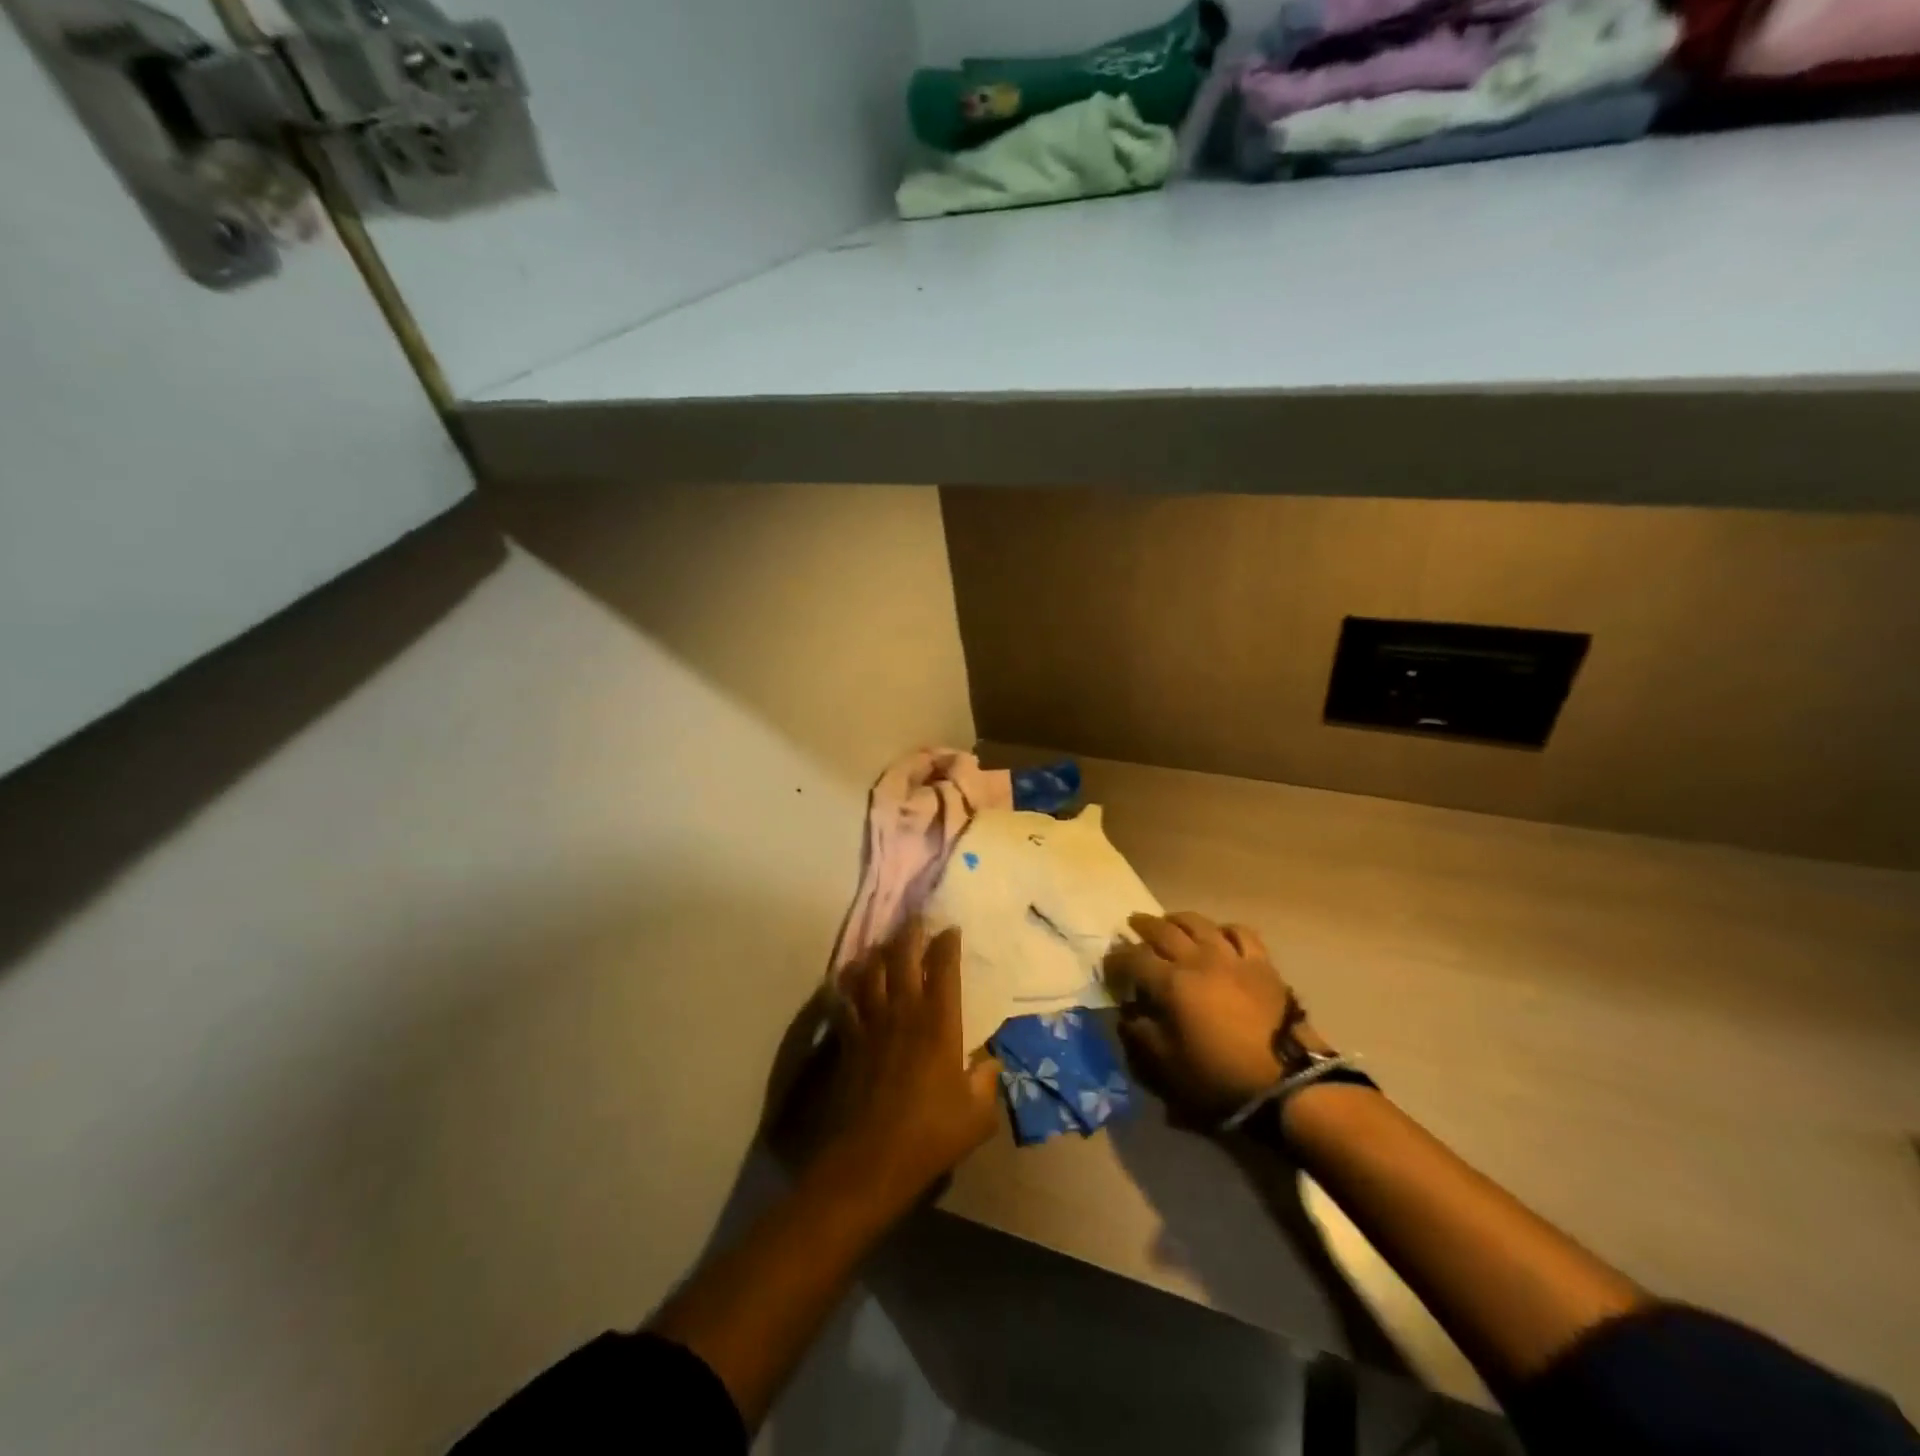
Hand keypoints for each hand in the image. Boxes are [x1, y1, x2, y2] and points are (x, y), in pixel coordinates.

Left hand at [811, 919, 1002, 1216]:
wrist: (870, 1161)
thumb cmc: (930, 1136)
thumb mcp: (977, 1117)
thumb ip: (987, 1083)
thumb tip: (990, 1063)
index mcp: (939, 1024)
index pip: (944, 969)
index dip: (947, 944)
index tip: (951, 928)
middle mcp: (904, 1013)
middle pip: (902, 958)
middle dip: (910, 933)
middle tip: (916, 918)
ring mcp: (871, 1024)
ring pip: (871, 972)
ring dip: (878, 952)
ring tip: (884, 942)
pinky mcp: (847, 1040)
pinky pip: (844, 1000)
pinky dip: (845, 983)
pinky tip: (847, 976)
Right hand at [1105, 911, 1324, 1126]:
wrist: (1287, 1082)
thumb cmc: (1219, 1077)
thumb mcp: (1166, 1066)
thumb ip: (1140, 1034)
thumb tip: (1127, 1013)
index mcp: (1171, 983)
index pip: (1134, 959)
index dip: (1116, 960)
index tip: (1108, 965)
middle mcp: (1198, 960)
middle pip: (1163, 931)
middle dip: (1142, 926)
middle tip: (1131, 926)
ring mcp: (1231, 957)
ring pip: (1199, 924)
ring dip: (1178, 919)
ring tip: (1168, 921)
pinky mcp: (1261, 964)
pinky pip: (1241, 933)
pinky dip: (1224, 929)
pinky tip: (1218, 934)